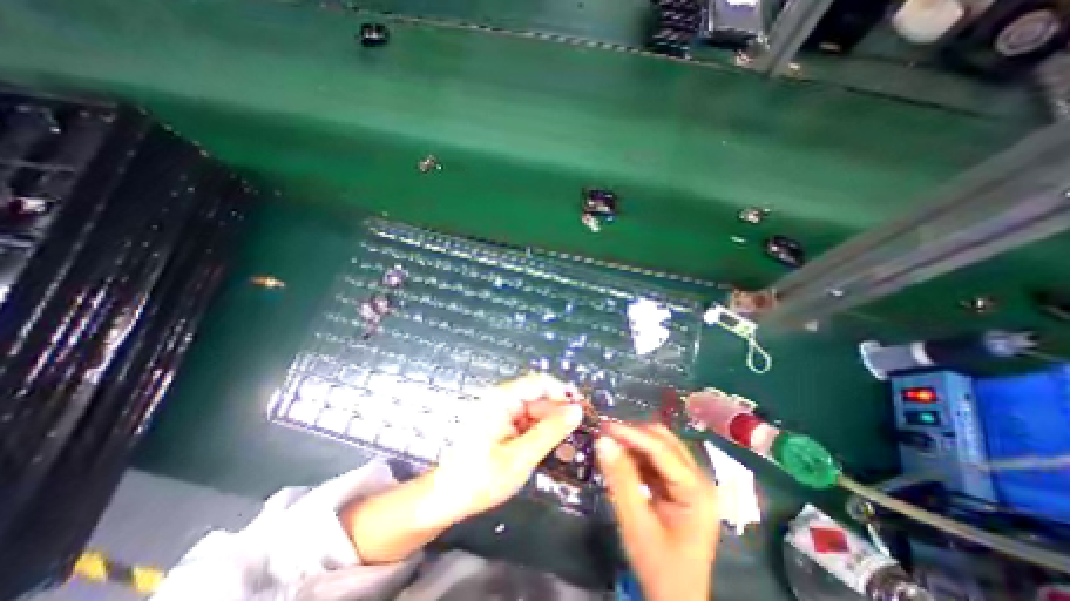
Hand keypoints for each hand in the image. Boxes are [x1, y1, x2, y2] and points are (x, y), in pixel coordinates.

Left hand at [432, 376, 582, 521]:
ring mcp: (501, 411)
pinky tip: (549, 450)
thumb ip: (550, 431)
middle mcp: (502, 399)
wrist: (447, 499)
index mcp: (502, 399)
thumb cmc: (480, 478)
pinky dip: (540, 434)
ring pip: (536, 411)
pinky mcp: (502, 424)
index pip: (541, 382)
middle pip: (539, 397)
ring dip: (551, 428)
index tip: (582, 412)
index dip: (563, 394)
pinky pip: (527, 422)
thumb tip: (576, 411)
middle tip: (578, 438)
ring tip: (566, 450)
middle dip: (559, 416)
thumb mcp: (520, 457)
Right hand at [593, 423, 718, 600]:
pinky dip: (638, 457)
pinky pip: (657, 461)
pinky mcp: (680, 487)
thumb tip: (602, 441)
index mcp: (696, 490)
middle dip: (633, 435)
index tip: (604, 426)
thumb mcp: (636, 524)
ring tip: (609, 444)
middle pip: (664, 441)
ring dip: (634, 443)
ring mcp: (691, 482)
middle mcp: (698, 479)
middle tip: (605, 434)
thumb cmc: (659, 568)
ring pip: (660, 447)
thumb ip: (620, 479)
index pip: (661, 449)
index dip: (631, 434)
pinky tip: (621, 459)